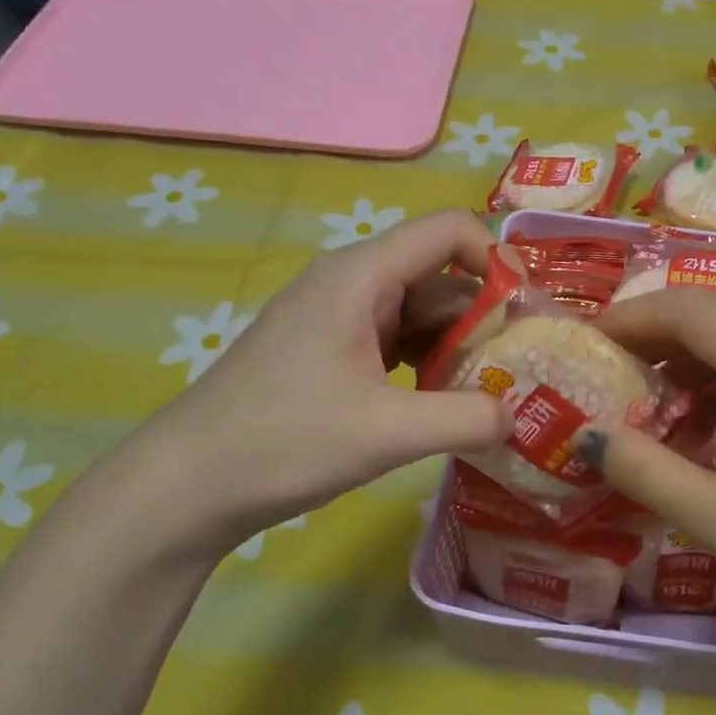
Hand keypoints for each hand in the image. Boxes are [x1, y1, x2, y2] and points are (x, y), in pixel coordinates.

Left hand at [131, 210, 510, 552]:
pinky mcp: (328, 351)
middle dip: (485, 317)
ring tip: (489, 393)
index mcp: (361, 276)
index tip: (527, 317)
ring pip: (419, 313)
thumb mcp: (387, 432)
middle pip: (440, 276)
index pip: (450, 231)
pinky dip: (427, 365)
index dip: (499, 261)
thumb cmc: (283, 441)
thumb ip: (466, 418)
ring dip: (458, 347)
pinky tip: (442, 404)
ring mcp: (336, 318)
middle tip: (521, 372)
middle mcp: (351, 283)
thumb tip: (517, 414)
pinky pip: (395, 341)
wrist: (188, 483)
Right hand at [592, 289, 715, 660]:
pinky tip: (702, 439)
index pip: (691, 310)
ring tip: (645, 416)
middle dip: (652, 343)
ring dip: (686, 370)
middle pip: (715, 321)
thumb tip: (588, 436)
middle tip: (602, 381)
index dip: (630, 319)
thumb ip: (650, 474)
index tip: (582, 344)